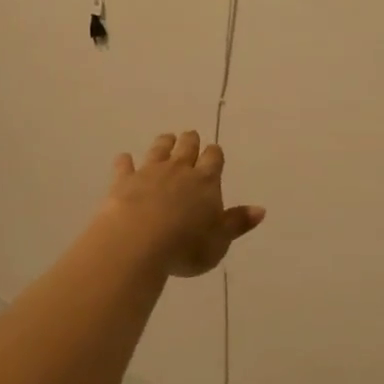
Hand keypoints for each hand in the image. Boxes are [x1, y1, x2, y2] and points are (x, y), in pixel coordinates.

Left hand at [99, 132, 265, 278]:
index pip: (214, 158)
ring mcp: (149, 172)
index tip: (214, 152)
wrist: (138, 242)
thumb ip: (237, 223)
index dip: (214, 154)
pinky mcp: (123, 181)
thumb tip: (260, 210)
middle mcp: (179, 170)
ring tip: (167, 139)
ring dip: (164, 143)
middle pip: (187, 147)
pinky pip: (125, 165)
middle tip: (190, 137)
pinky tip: (124, 159)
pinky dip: (125, 161)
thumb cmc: (186, 246)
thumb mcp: (220, 241)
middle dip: (190, 141)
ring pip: (159, 149)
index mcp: (206, 181)